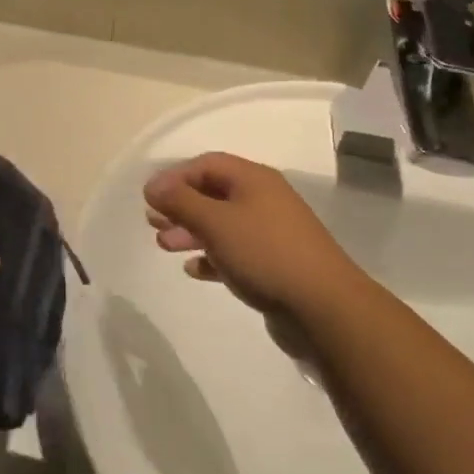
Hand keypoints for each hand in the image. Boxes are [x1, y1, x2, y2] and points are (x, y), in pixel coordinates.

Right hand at [144, 152, 353, 318]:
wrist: (324, 308)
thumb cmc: (264, 253)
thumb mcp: (215, 221)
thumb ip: (180, 200)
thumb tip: (153, 185)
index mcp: (253, 180)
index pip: (206, 164)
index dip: (175, 177)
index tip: (150, 198)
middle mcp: (263, 200)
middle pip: (212, 193)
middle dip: (180, 205)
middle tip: (152, 222)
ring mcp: (271, 234)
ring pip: (221, 224)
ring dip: (191, 232)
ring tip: (164, 246)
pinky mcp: (273, 265)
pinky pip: (234, 253)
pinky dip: (211, 257)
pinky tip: (193, 270)